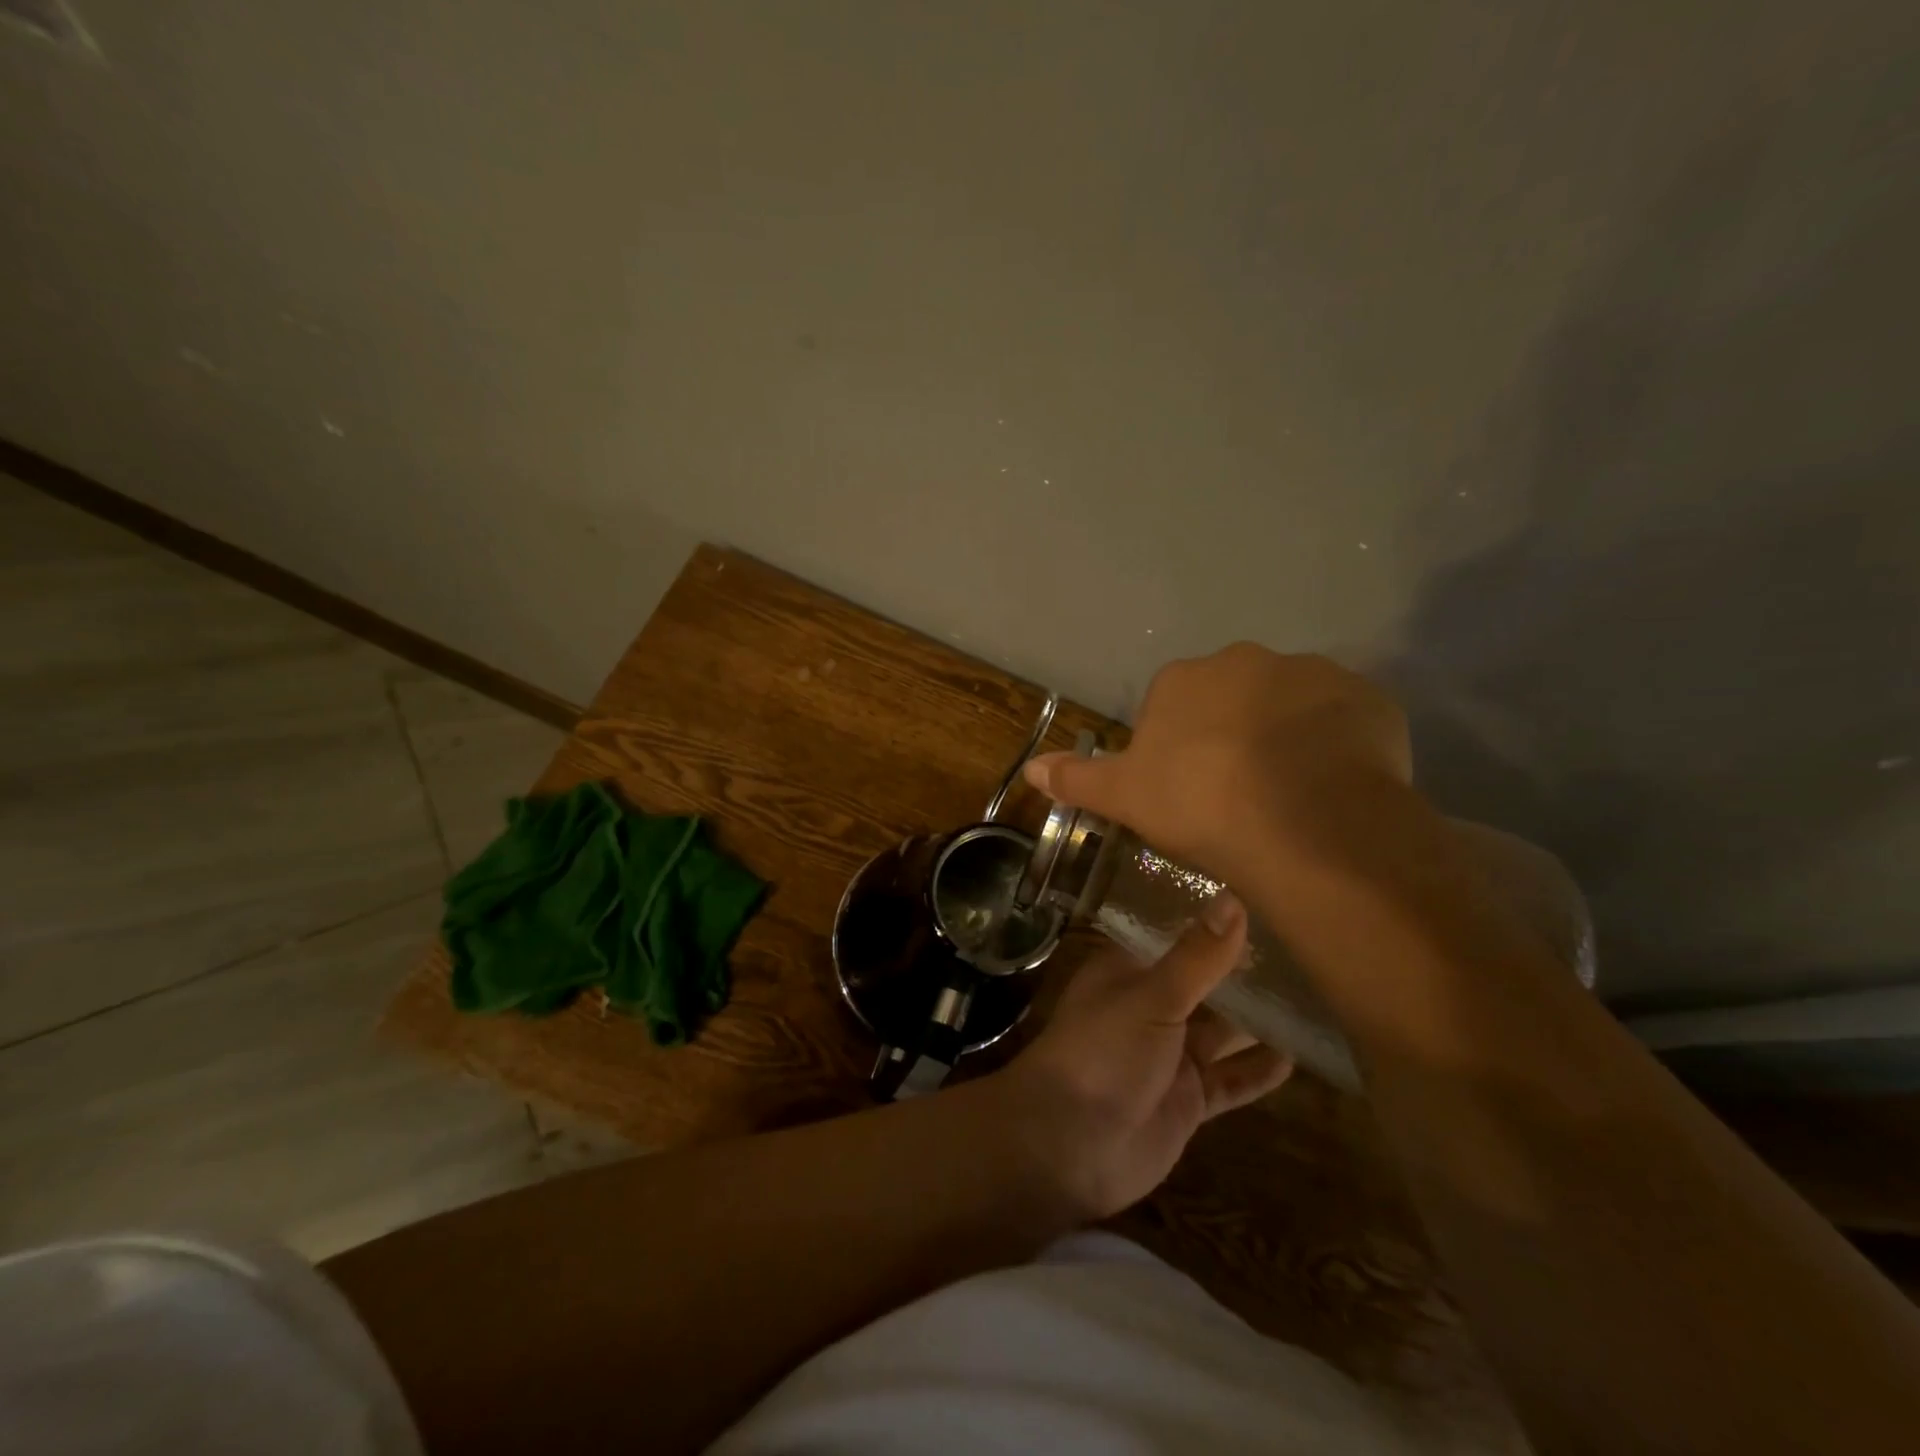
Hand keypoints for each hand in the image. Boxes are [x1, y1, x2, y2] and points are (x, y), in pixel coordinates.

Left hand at [993, 893, 1291, 1221]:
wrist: (1068, 1145)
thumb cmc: (1102, 1052)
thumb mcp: (1151, 996)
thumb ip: (1196, 956)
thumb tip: (1234, 899)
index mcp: (1128, 972)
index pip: (1173, 936)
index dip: (1209, 921)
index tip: (1258, 900)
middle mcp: (1148, 1007)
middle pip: (1201, 983)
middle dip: (1241, 970)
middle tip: (1301, 947)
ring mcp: (1168, 1056)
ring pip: (1221, 1031)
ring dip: (1256, 1020)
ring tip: (1311, 997)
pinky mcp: (1186, 1100)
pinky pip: (1229, 1081)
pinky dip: (1257, 1071)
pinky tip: (1297, 1057)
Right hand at [1023, 643, 1411, 885]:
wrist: (1303, 824)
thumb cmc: (1199, 805)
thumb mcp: (1125, 798)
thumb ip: (1077, 779)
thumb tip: (1030, 769)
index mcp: (1184, 679)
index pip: (1173, 706)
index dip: (1179, 750)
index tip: (1189, 791)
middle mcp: (1245, 660)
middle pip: (1232, 698)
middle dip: (1232, 734)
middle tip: (1238, 793)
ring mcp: (1312, 674)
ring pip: (1291, 706)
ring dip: (1286, 737)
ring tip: (1291, 796)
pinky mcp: (1368, 699)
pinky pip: (1344, 721)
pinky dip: (1337, 747)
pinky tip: (1333, 790)